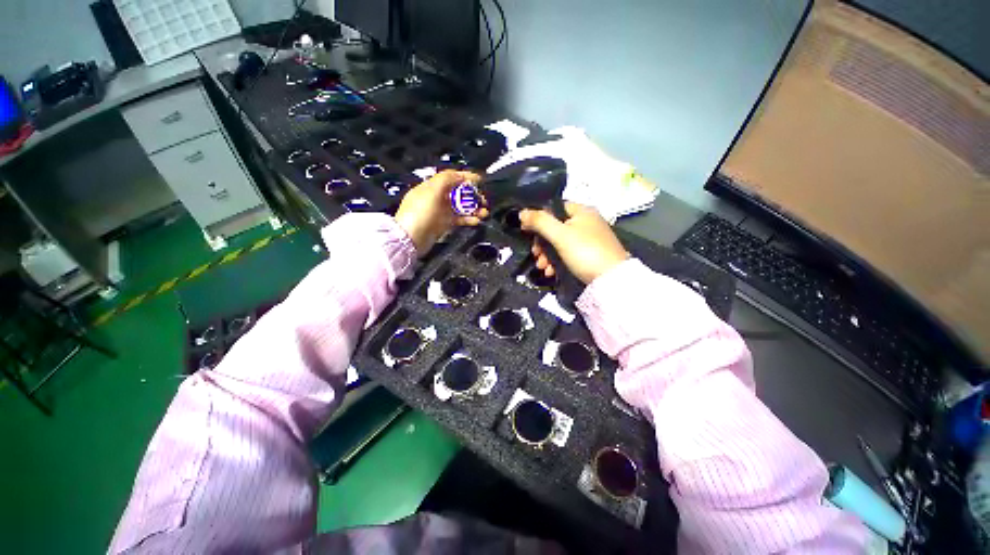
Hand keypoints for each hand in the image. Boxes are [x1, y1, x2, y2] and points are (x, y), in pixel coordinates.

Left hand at [395, 170, 487, 254]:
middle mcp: (436, 198)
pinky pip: (459, 219)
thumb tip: (461, 175)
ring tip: (485, 212)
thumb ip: (446, 179)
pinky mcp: (443, 224)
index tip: (480, 180)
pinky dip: (468, 219)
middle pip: (459, 193)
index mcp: (432, 187)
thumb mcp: (432, 191)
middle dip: (473, 195)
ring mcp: (440, 212)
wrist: (410, 239)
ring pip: (461, 207)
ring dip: (474, 208)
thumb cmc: (419, 214)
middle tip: (484, 200)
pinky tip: (476, 221)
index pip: (451, 177)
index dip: (466, 177)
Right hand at [519, 203, 629, 283]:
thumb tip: (521, 213)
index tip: (525, 231)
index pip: (553, 208)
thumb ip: (540, 222)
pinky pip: (568, 253)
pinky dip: (557, 261)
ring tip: (542, 267)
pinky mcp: (590, 254)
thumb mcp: (560, 235)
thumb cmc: (585, 251)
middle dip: (541, 243)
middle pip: (555, 228)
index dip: (538, 218)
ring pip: (560, 243)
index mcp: (582, 211)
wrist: (611, 280)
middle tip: (535, 254)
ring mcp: (589, 239)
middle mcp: (586, 222)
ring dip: (547, 254)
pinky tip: (551, 271)